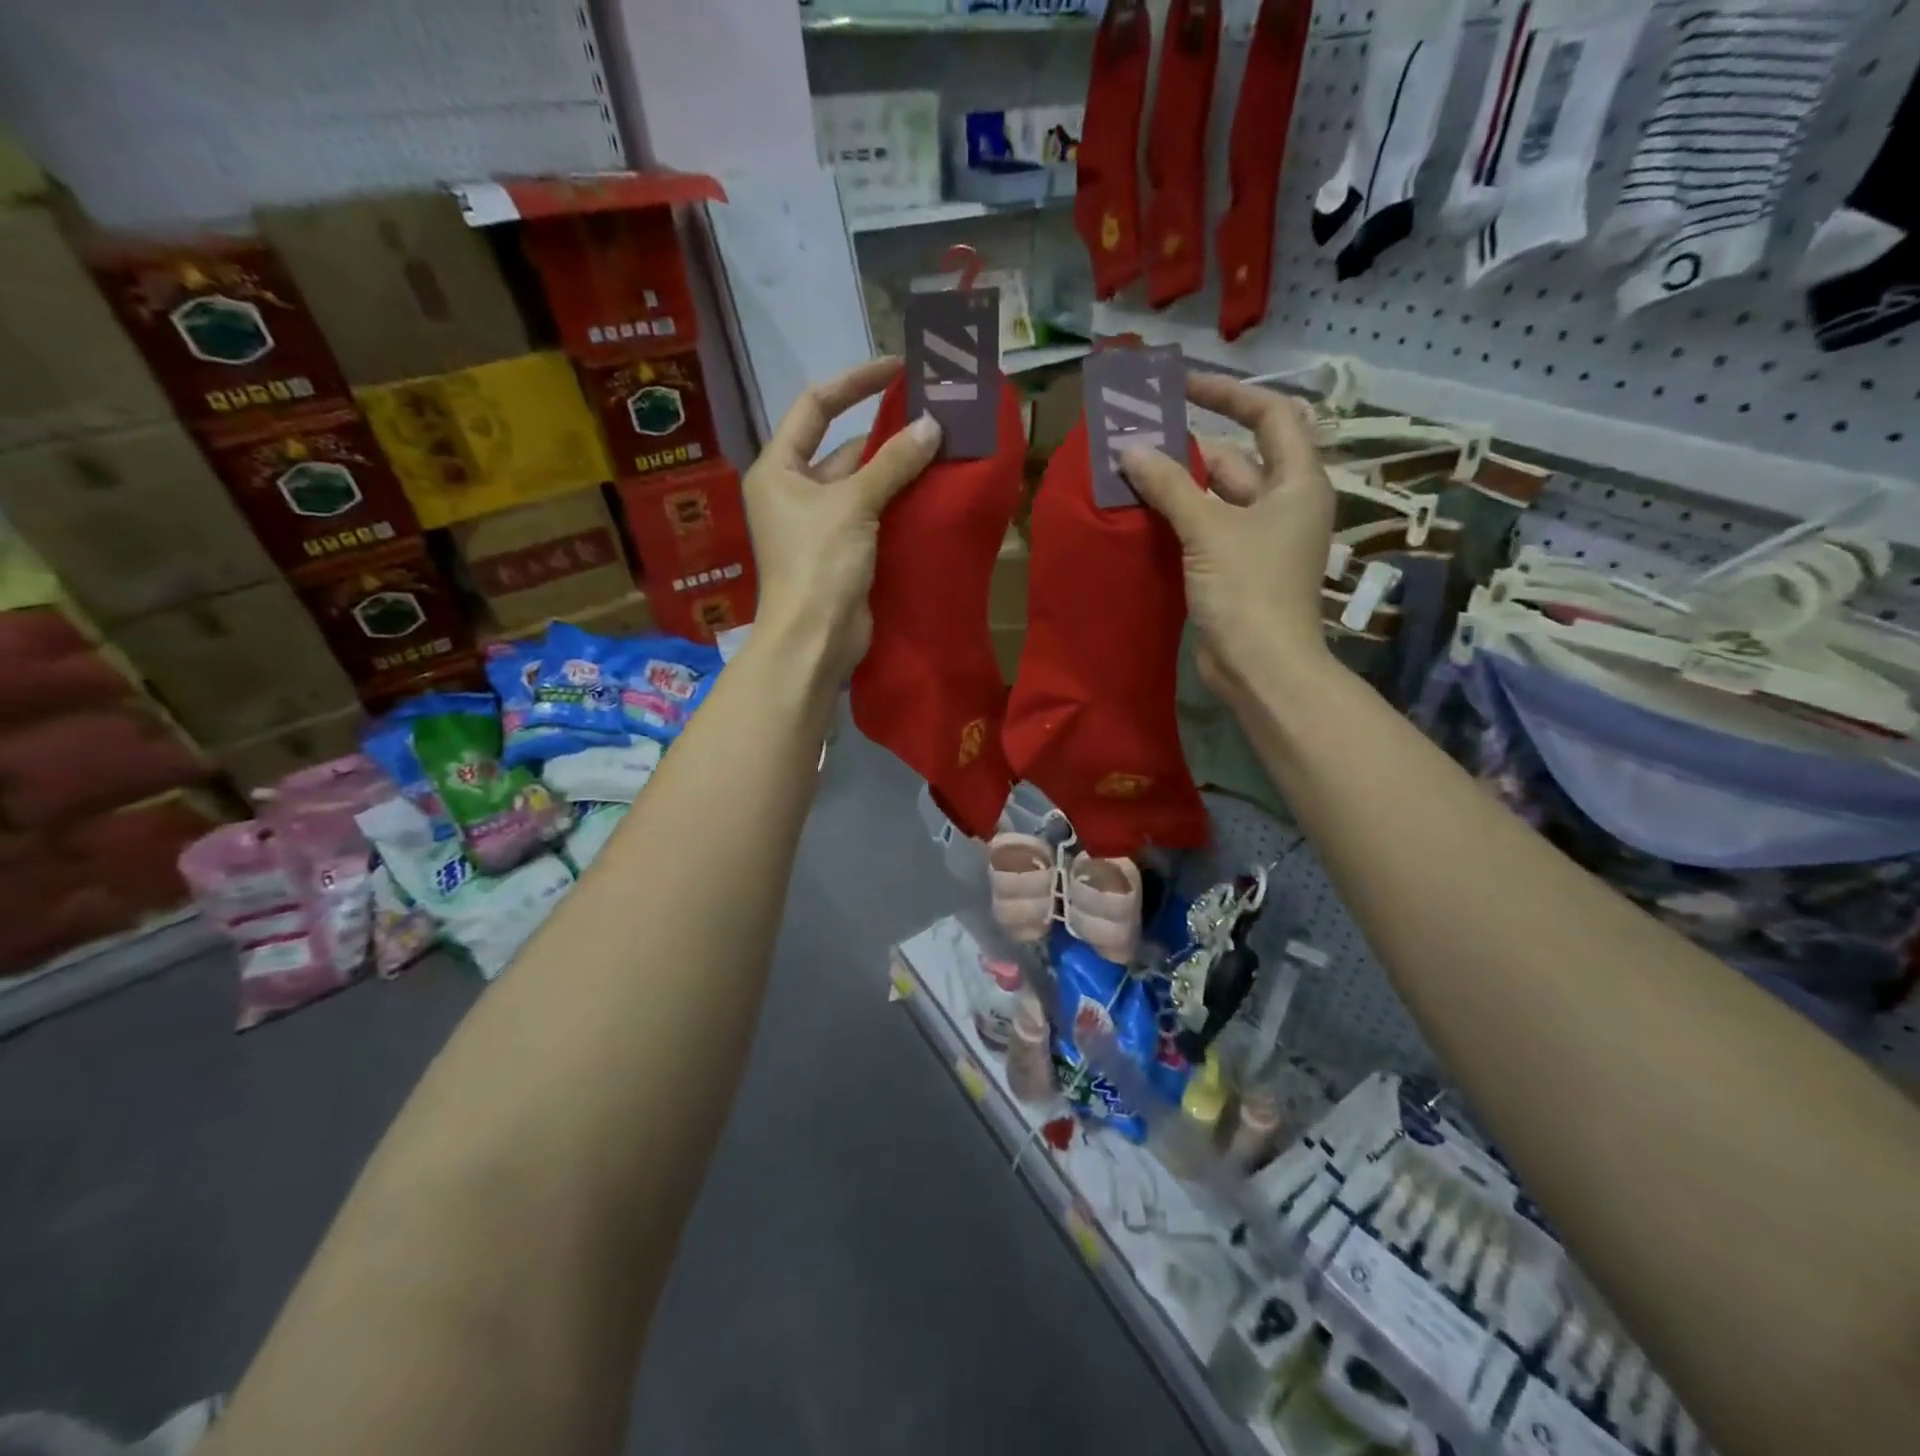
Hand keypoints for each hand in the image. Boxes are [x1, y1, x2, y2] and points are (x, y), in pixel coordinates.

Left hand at [745, 358, 941, 679]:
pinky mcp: (842, 552)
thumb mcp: (853, 505)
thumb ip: (892, 463)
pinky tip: (933, 490)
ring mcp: (819, 524)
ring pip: (862, 484)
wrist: (815, 640)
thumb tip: (932, 425)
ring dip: (897, 470)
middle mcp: (794, 491)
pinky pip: (873, 515)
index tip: (897, 369)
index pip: (815, 406)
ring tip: (943, 448)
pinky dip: (898, 503)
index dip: (854, 382)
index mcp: (778, 468)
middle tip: (934, 414)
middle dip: (885, 433)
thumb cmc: (819, 564)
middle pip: (842, 448)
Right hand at [1119, 372, 1336, 694]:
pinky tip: (1140, 511)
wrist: (1261, 667)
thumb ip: (1169, 485)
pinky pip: (1204, 529)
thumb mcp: (1208, 529)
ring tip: (1129, 467)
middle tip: (1139, 433)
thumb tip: (1130, 450)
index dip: (1229, 393)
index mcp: (1297, 482)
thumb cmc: (1248, 589)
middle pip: (1236, 457)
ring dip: (1177, 484)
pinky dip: (1176, 518)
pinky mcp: (1236, 568)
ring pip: (1215, 496)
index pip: (1271, 415)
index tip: (1183, 387)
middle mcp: (1283, 504)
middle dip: (1190, 445)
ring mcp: (1259, 539)